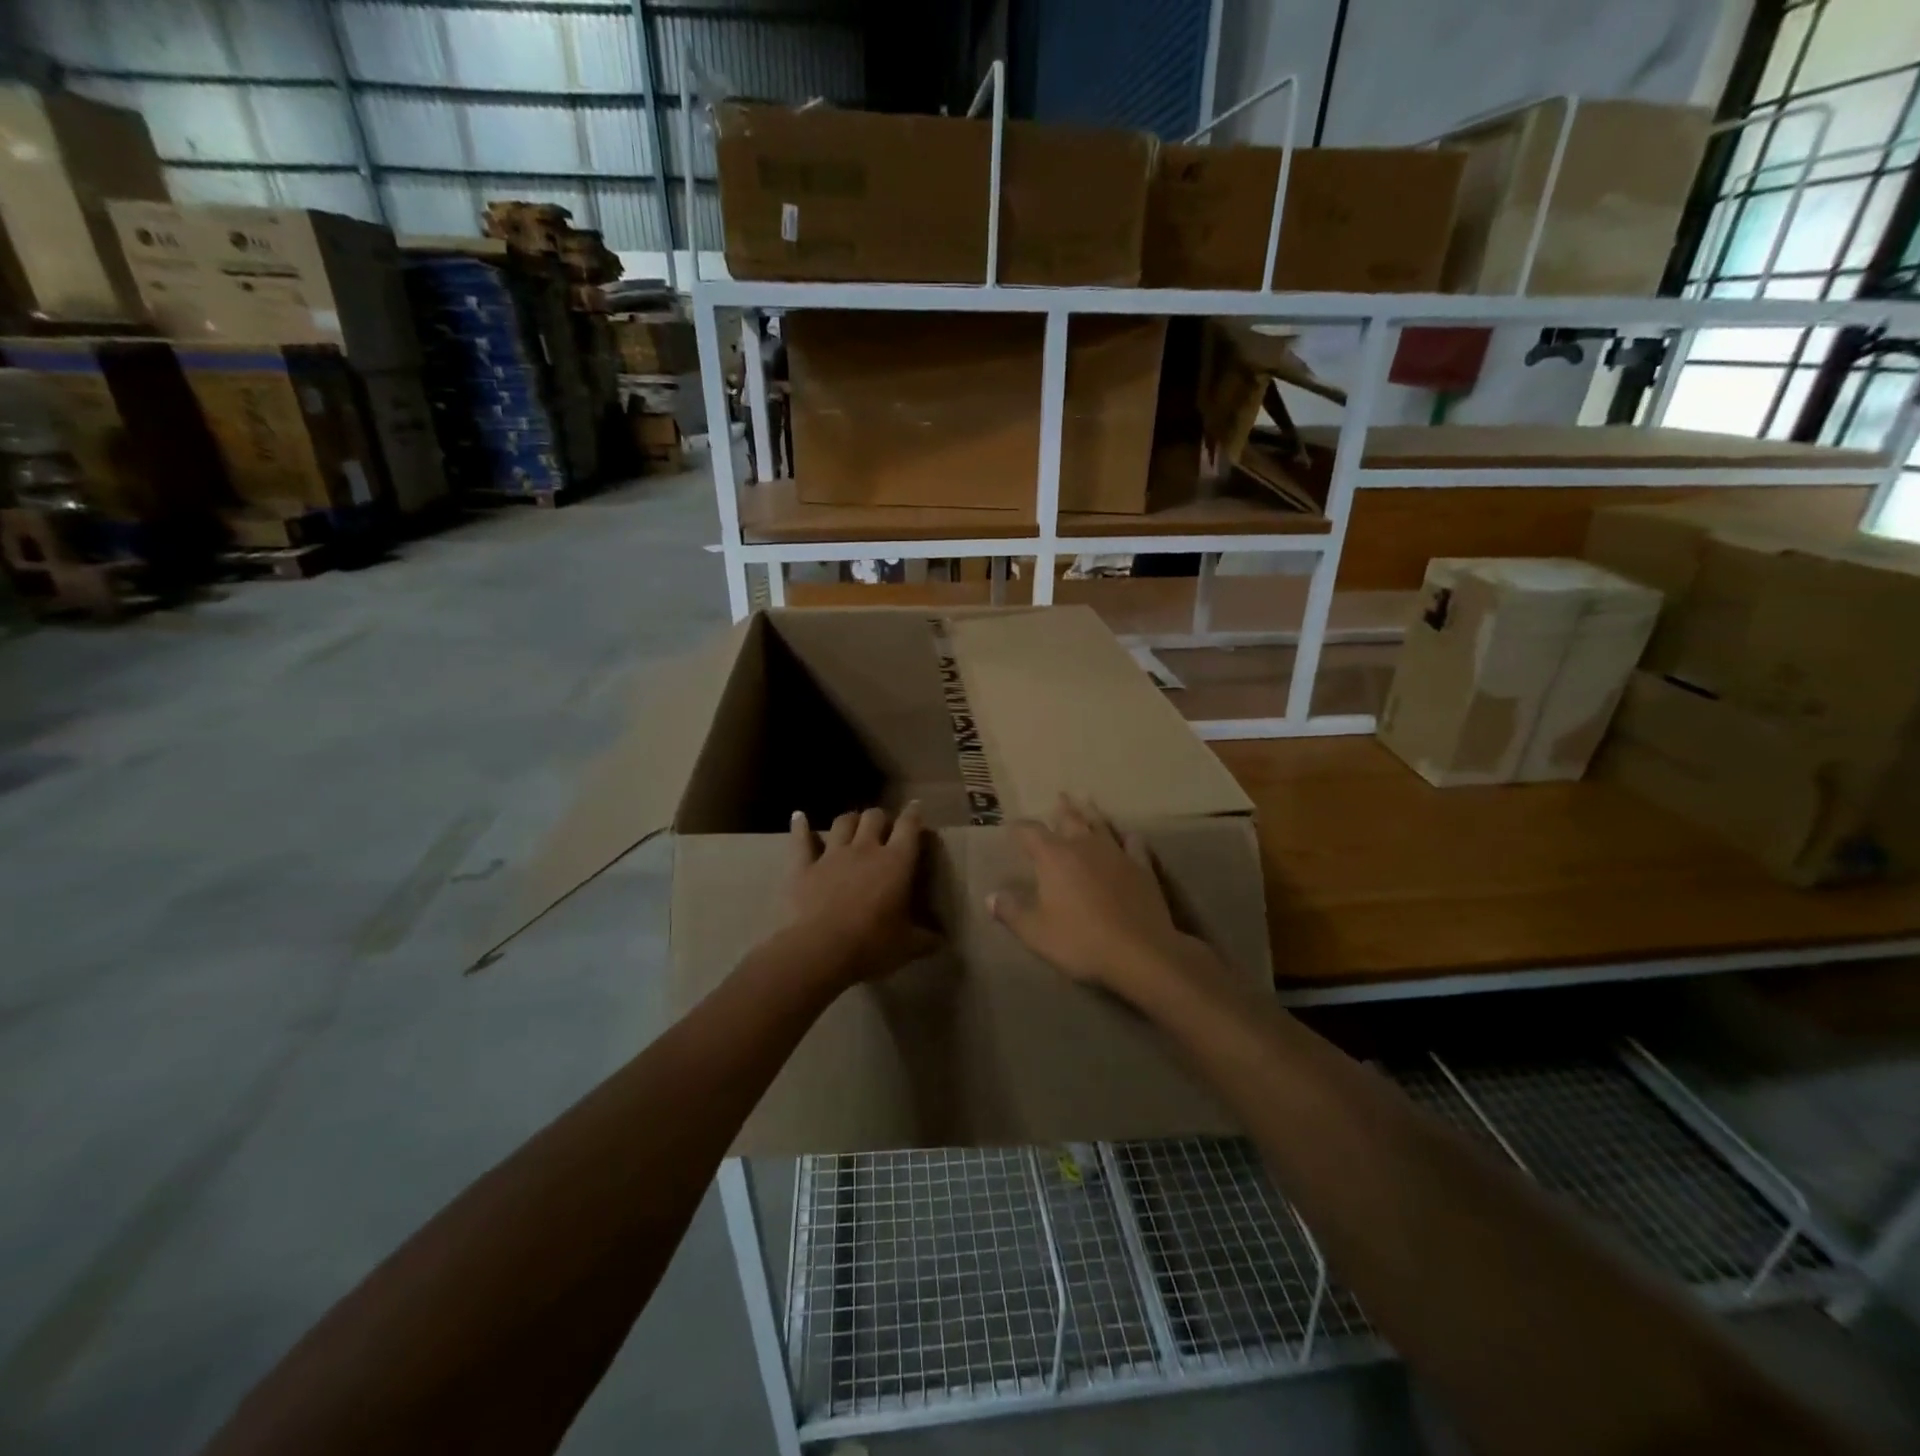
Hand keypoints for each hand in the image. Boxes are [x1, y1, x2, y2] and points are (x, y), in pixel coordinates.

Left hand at [786, 803, 938, 987]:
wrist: (820, 950)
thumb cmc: (871, 945)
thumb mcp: (907, 946)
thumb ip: (927, 939)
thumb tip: (943, 941)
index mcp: (896, 862)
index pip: (909, 826)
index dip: (913, 814)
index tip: (915, 807)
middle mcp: (865, 849)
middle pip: (874, 817)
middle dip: (880, 818)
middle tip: (883, 828)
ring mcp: (832, 855)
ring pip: (843, 822)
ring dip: (850, 820)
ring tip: (852, 824)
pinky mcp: (803, 866)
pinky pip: (801, 839)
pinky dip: (800, 826)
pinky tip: (799, 817)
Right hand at [988, 795, 1220, 1008]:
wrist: (1139, 952)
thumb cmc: (1080, 941)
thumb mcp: (1035, 932)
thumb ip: (1011, 911)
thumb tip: (990, 897)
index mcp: (1053, 857)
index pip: (1030, 832)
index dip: (1019, 828)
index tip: (1011, 828)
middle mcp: (1083, 846)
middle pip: (1069, 819)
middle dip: (1061, 808)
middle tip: (1058, 797)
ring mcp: (1115, 853)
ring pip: (1100, 824)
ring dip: (1091, 813)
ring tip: (1087, 801)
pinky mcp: (1142, 867)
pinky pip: (1133, 843)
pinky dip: (1127, 837)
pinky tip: (1128, 836)